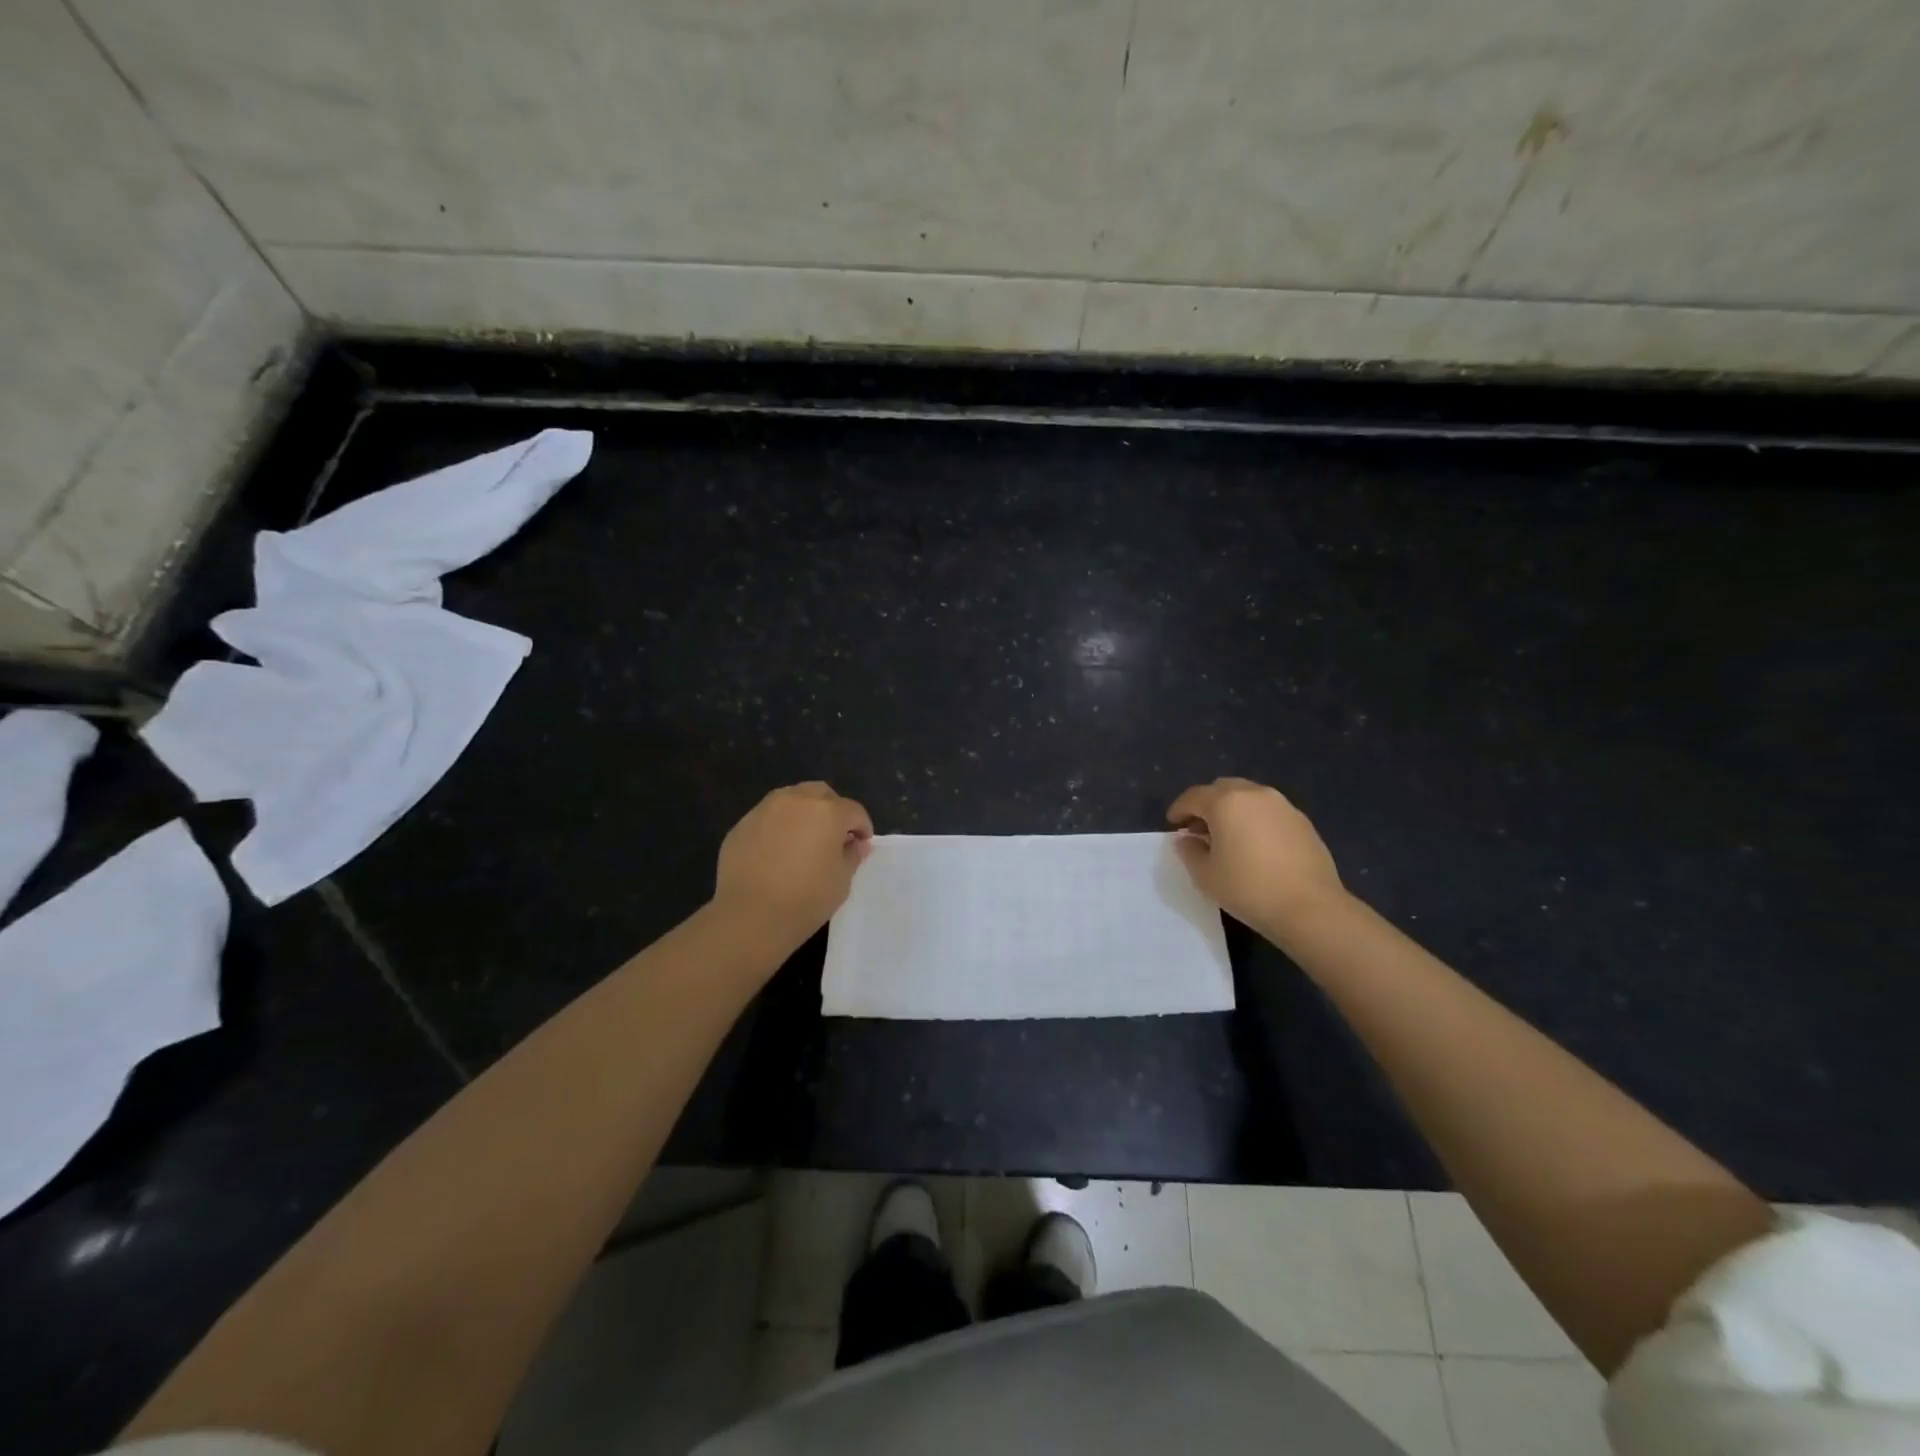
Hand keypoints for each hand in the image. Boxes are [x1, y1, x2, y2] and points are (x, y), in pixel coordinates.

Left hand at [713, 782, 873, 950]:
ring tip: (803, 839)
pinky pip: (768, 816)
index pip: (854, 811)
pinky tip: (776, 851)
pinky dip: (778, 826)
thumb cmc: (805, 899)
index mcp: (828, 812)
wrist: (749, 915)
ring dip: (804, 812)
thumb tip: (855, 844)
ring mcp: (765, 809)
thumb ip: (852, 855)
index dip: (862, 828)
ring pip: (792, 799)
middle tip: (833, 836)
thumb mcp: (842, 880)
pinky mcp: (742, 824)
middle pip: (822, 794)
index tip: (861, 845)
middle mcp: (797, 800)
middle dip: (833, 810)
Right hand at [1167, 777, 1346, 936]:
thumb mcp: (1206, 876)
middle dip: (1207, 804)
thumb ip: (1190, 852)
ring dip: (1233, 810)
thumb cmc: (1249, 889)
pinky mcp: (1303, 822)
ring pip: (1249, 797)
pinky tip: (1255, 845)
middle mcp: (1255, 794)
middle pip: (1222, 789)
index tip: (1173, 824)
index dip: (1179, 809)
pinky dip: (1255, 820)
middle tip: (1199, 828)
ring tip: (1228, 836)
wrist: (1310, 908)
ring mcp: (1283, 806)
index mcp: (1226, 803)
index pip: (1194, 797)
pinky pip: (1269, 812)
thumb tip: (1187, 840)